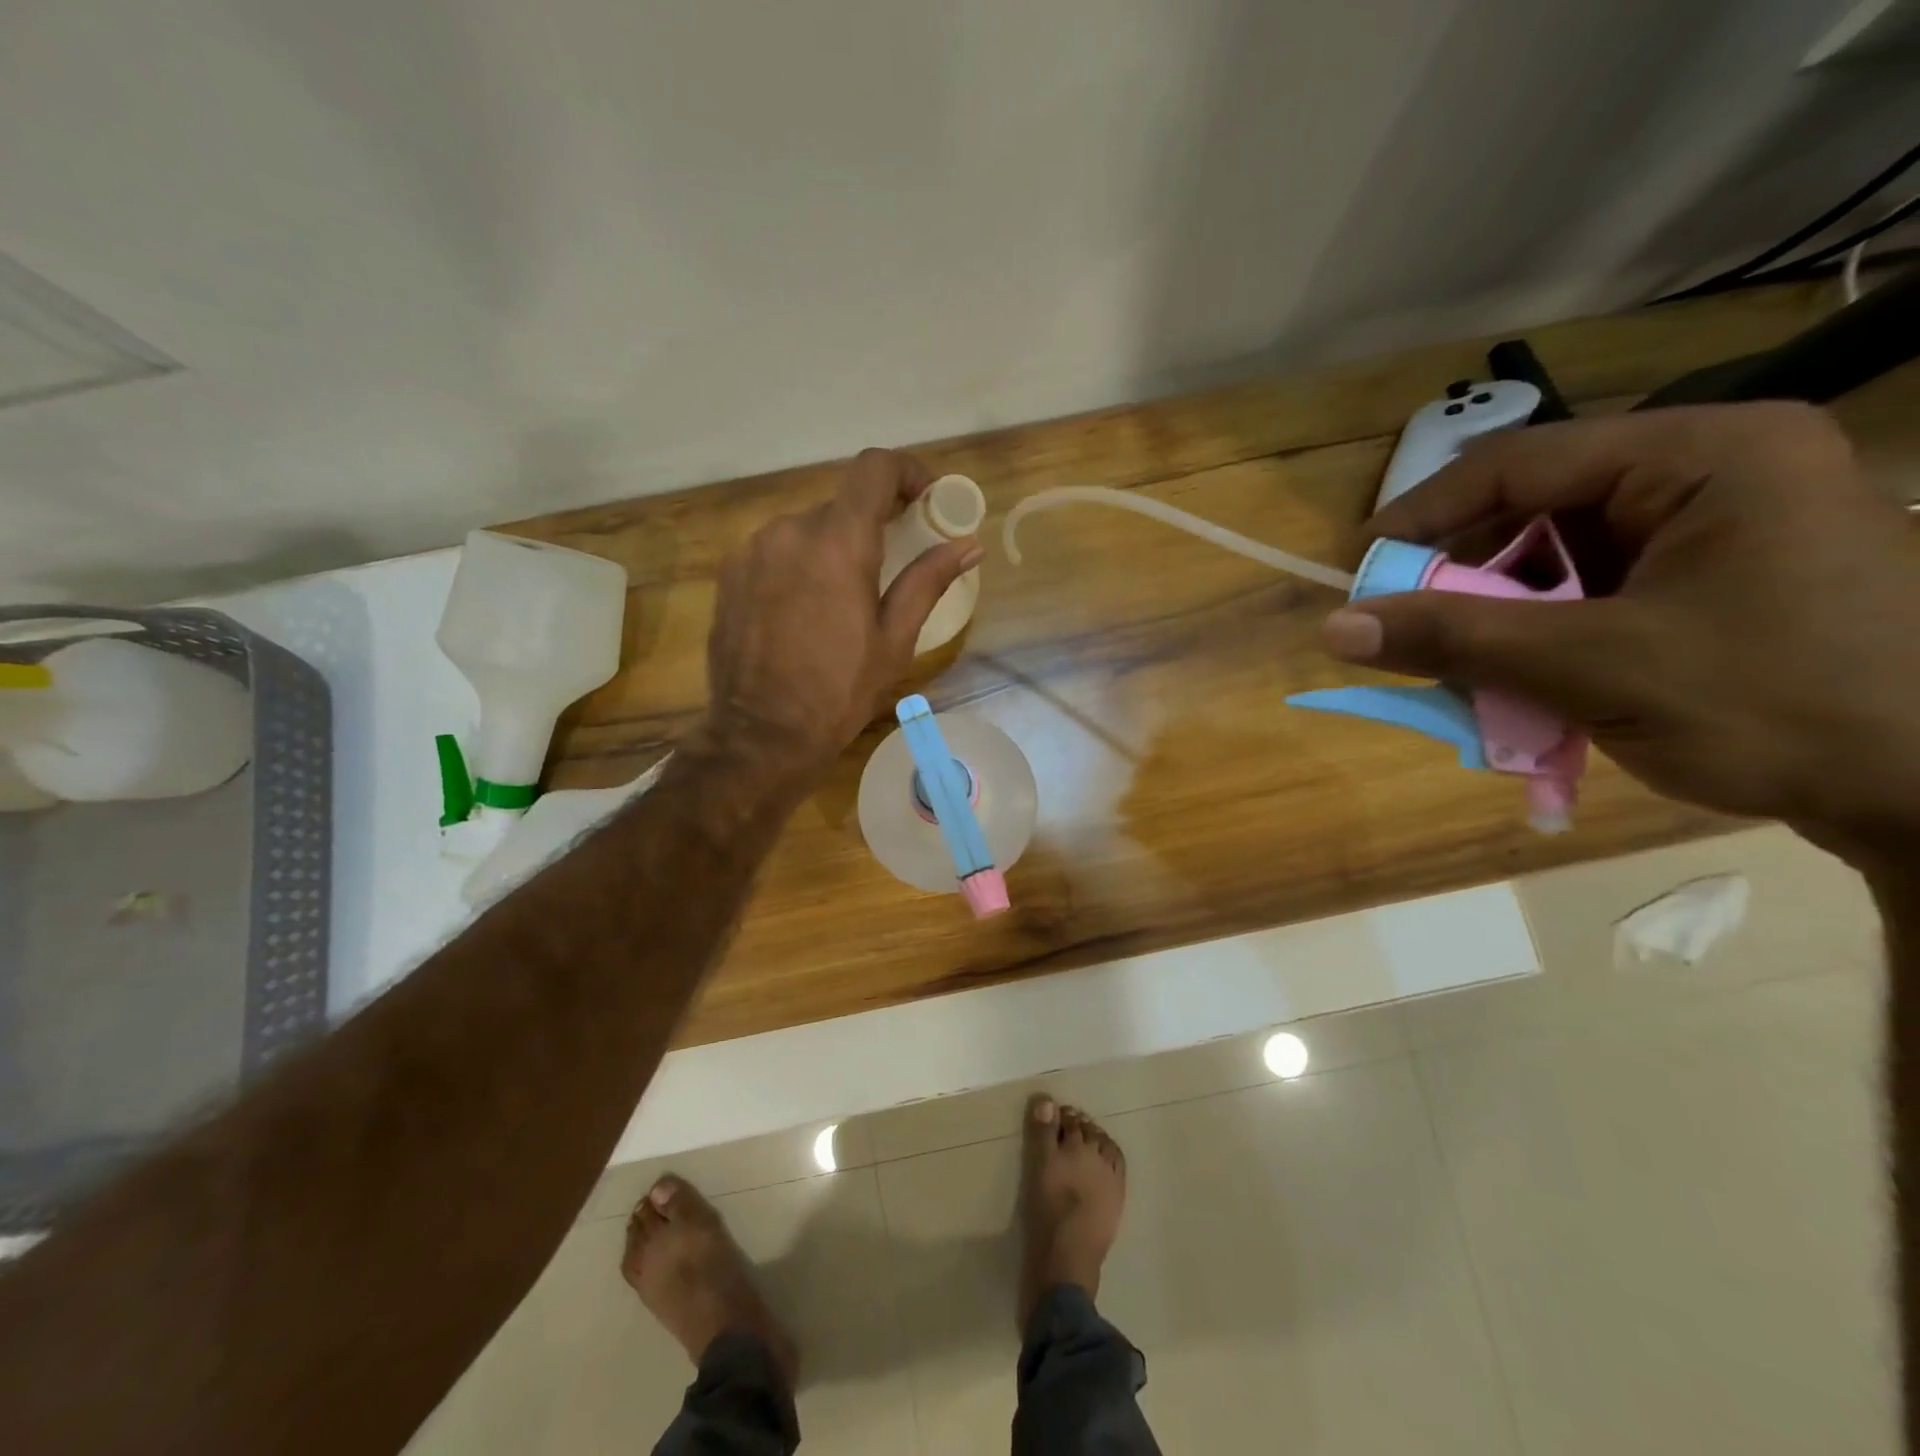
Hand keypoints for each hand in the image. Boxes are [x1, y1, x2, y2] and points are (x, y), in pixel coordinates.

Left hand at [701, 448, 982, 788]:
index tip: (924, 500)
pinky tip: (804, 610)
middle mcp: (790, 530)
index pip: (875, 467)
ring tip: (843, 598)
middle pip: (842, 503)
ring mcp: (753, 549)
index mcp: (839, 541)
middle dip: (872, 523)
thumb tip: (969, 545)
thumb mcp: (895, 639)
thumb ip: (929, 580)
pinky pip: (776, 551)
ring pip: (806, 528)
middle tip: (892, 562)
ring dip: (833, 547)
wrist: (761, 734)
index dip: (907, 471)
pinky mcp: (730, 573)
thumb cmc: (839, 690)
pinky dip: (800, 564)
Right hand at [1323, 403, 1919, 853]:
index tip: (1359, 571)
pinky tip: (1530, 685)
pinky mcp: (1717, 580)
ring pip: (1558, 561)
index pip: (1517, 464)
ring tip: (1471, 675)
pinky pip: (1593, 595)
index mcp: (1701, 455)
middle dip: (1466, 582)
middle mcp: (1708, 473)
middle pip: (1535, 512)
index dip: (1422, 517)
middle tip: (1412, 635)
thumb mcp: (1593, 667)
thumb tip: (1334, 628)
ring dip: (1501, 620)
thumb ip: (1456, 640)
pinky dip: (1544, 639)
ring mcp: (1718, 528)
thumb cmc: (1780, 706)